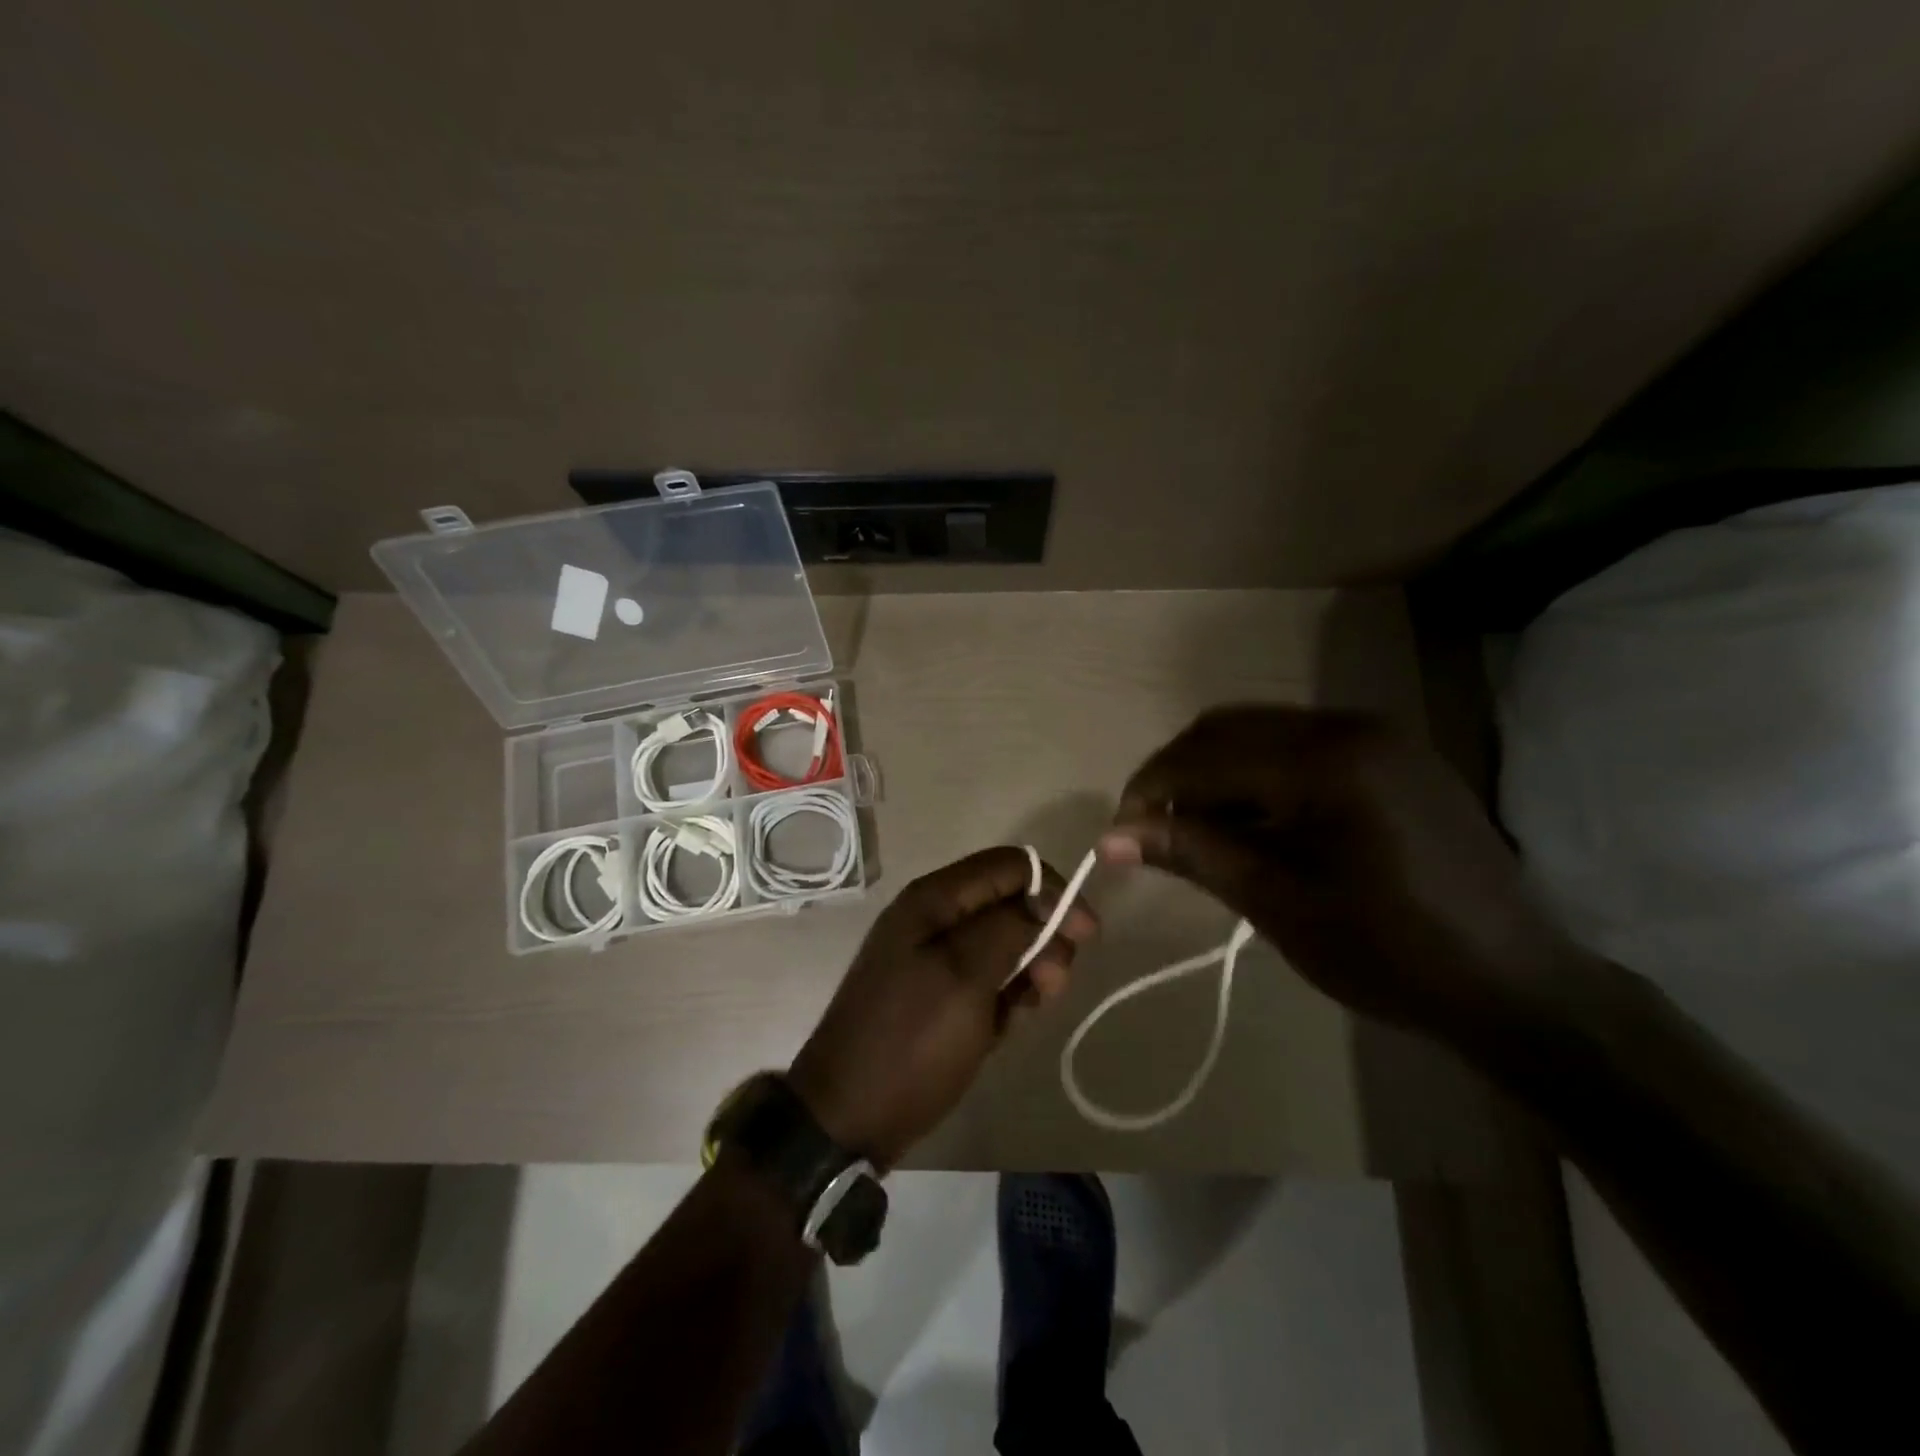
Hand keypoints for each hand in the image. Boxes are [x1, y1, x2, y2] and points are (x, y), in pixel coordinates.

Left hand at [788, 847, 1096, 1164]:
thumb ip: (1009, 928)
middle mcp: (935, 918)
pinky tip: (1008, 1025)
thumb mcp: (965, 977)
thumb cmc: (910, 1041)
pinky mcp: (939, 994)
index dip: (1054, 890)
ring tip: (1031, 1008)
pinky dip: (1008, 996)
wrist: (848, 1117)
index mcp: (934, 899)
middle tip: (1053, 984)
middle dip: (1044, 936)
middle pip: (1011, 903)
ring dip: (1030, 970)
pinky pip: (988, 979)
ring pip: (1005, 943)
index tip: (1084, 935)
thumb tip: (1045, 901)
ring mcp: (934, 958)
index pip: (1011, 865)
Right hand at [1099, 706, 1586, 1041]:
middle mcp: (1350, 725)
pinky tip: (1251, 822)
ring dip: (1215, 773)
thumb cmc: (1389, 952)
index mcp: (1326, 759)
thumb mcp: (1277, 903)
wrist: (1516, 984)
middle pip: (1227, 728)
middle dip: (1177, 774)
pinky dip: (1257, 776)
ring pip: (1260, 733)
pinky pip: (1299, 746)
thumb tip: (1110, 837)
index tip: (1119, 833)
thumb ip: (1193, 853)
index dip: (1151, 790)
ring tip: (1196, 830)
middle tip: (1151, 830)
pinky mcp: (1392, 755)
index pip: (1206, 755)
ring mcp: (1378, 735)